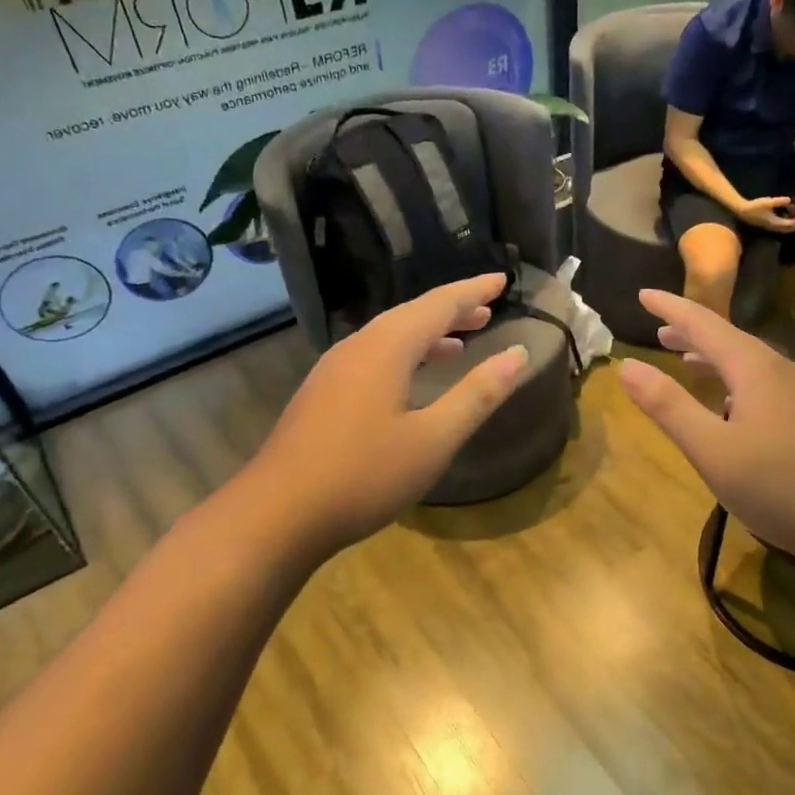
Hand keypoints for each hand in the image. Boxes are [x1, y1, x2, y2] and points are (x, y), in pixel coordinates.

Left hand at [255, 274, 527, 559]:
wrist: (277, 514)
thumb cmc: (364, 475)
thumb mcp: (434, 439)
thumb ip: (478, 394)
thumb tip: (517, 353)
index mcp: (386, 348)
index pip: (439, 305)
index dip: (473, 291)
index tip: (502, 280)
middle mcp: (357, 347)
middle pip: (411, 315)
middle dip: (451, 310)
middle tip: (487, 310)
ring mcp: (333, 371)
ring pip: (388, 337)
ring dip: (427, 334)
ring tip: (459, 343)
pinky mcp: (321, 394)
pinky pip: (372, 357)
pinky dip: (404, 356)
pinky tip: (411, 381)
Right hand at [617, 290, 794, 564]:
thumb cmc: (777, 485)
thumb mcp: (711, 449)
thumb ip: (668, 405)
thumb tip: (625, 365)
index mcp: (754, 367)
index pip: (704, 324)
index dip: (671, 308)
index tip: (642, 295)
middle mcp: (779, 369)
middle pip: (728, 338)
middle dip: (690, 331)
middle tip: (657, 328)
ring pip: (746, 361)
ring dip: (711, 356)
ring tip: (683, 358)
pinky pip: (760, 381)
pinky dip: (731, 378)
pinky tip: (726, 400)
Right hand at [734, 196, 794, 232]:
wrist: (743, 211)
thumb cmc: (755, 206)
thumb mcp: (768, 202)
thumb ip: (779, 201)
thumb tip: (789, 200)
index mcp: (775, 222)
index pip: (791, 224)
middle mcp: (774, 227)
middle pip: (789, 229)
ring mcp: (771, 227)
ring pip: (785, 228)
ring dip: (792, 223)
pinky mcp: (768, 224)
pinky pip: (781, 226)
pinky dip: (786, 222)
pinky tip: (787, 214)